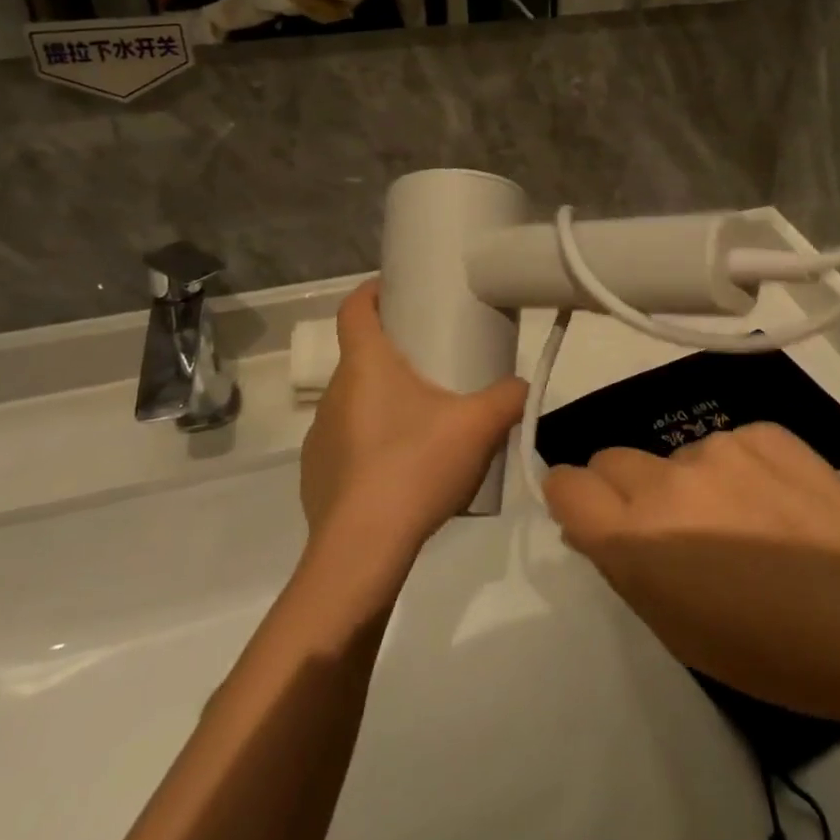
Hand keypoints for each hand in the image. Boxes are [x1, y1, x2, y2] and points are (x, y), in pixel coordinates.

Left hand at [300, 281, 525, 558]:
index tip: (395, 290)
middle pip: (359, 356)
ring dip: (382, 401)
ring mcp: (319, 437)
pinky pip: (346, 443)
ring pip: (353, 401)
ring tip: (422, 422)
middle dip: (392, 353)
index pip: (353, 308)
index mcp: (365, 365)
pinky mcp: (315, 476)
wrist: (362, 550)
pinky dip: (370, 443)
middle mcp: (334, 393)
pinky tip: (400, 470)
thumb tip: (523, 386)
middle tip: (432, 363)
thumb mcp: (478, 426)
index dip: (371, 291)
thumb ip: (509, 397)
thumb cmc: (416, 466)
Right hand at [544, 423, 839, 722]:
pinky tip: (781, 508)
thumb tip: (594, 527)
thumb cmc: (778, 653)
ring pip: (676, 456)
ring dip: (689, 484)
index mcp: (638, 536)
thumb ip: (627, 569)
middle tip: (671, 531)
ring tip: (747, 527)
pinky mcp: (764, 429)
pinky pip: (728, 446)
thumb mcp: (681, 633)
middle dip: (624, 490)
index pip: (565, 483)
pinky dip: (738, 471)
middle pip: (611, 458)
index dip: (570, 498)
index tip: (593, 518)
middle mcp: (668, 477)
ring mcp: (719, 445)